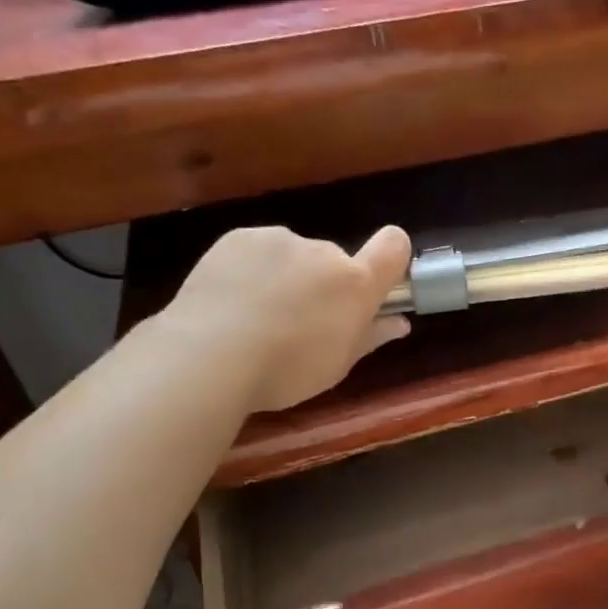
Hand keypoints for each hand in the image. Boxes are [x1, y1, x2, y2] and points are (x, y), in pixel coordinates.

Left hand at [164, 224, 411, 413]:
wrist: (209, 355)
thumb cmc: (286, 371)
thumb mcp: (337, 365)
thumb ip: (371, 337)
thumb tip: (398, 323)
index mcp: (355, 284)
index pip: (394, 247)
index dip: (391, 258)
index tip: (377, 284)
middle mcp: (323, 252)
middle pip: (335, 262)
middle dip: (324, 286)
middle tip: (298, 325)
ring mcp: (279, 240)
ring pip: (294, 256)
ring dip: (287, 277)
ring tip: (256, 317)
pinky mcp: (239, 238)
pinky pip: (258, 252)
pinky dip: (252, 271)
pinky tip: (231, 302)